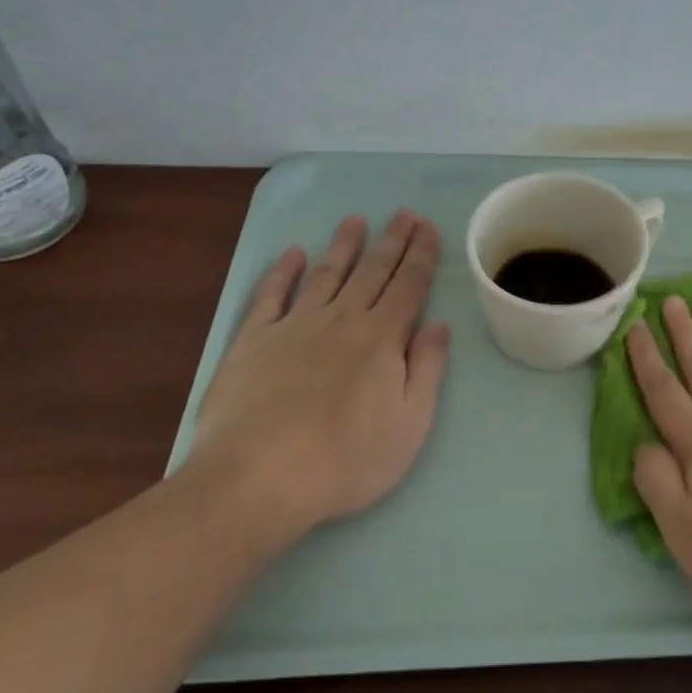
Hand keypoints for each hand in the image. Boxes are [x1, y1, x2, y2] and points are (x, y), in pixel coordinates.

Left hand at [186, 211, 451, 549]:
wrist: (258, 479)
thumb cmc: (346, 458)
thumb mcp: (410, 423)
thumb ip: (426, 368)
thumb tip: (438, 325)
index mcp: (382, 338)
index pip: (409, 285)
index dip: (422, 254)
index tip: (428, 227)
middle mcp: (341, 320)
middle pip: (372, 271)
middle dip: (392, 240)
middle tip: (404, 213)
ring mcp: (294, 327)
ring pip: (326, 274)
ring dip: (344, 245)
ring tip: (356, 220)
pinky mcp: (253, 341)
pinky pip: (271, 296)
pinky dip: (282, 272)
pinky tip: (292, 254)